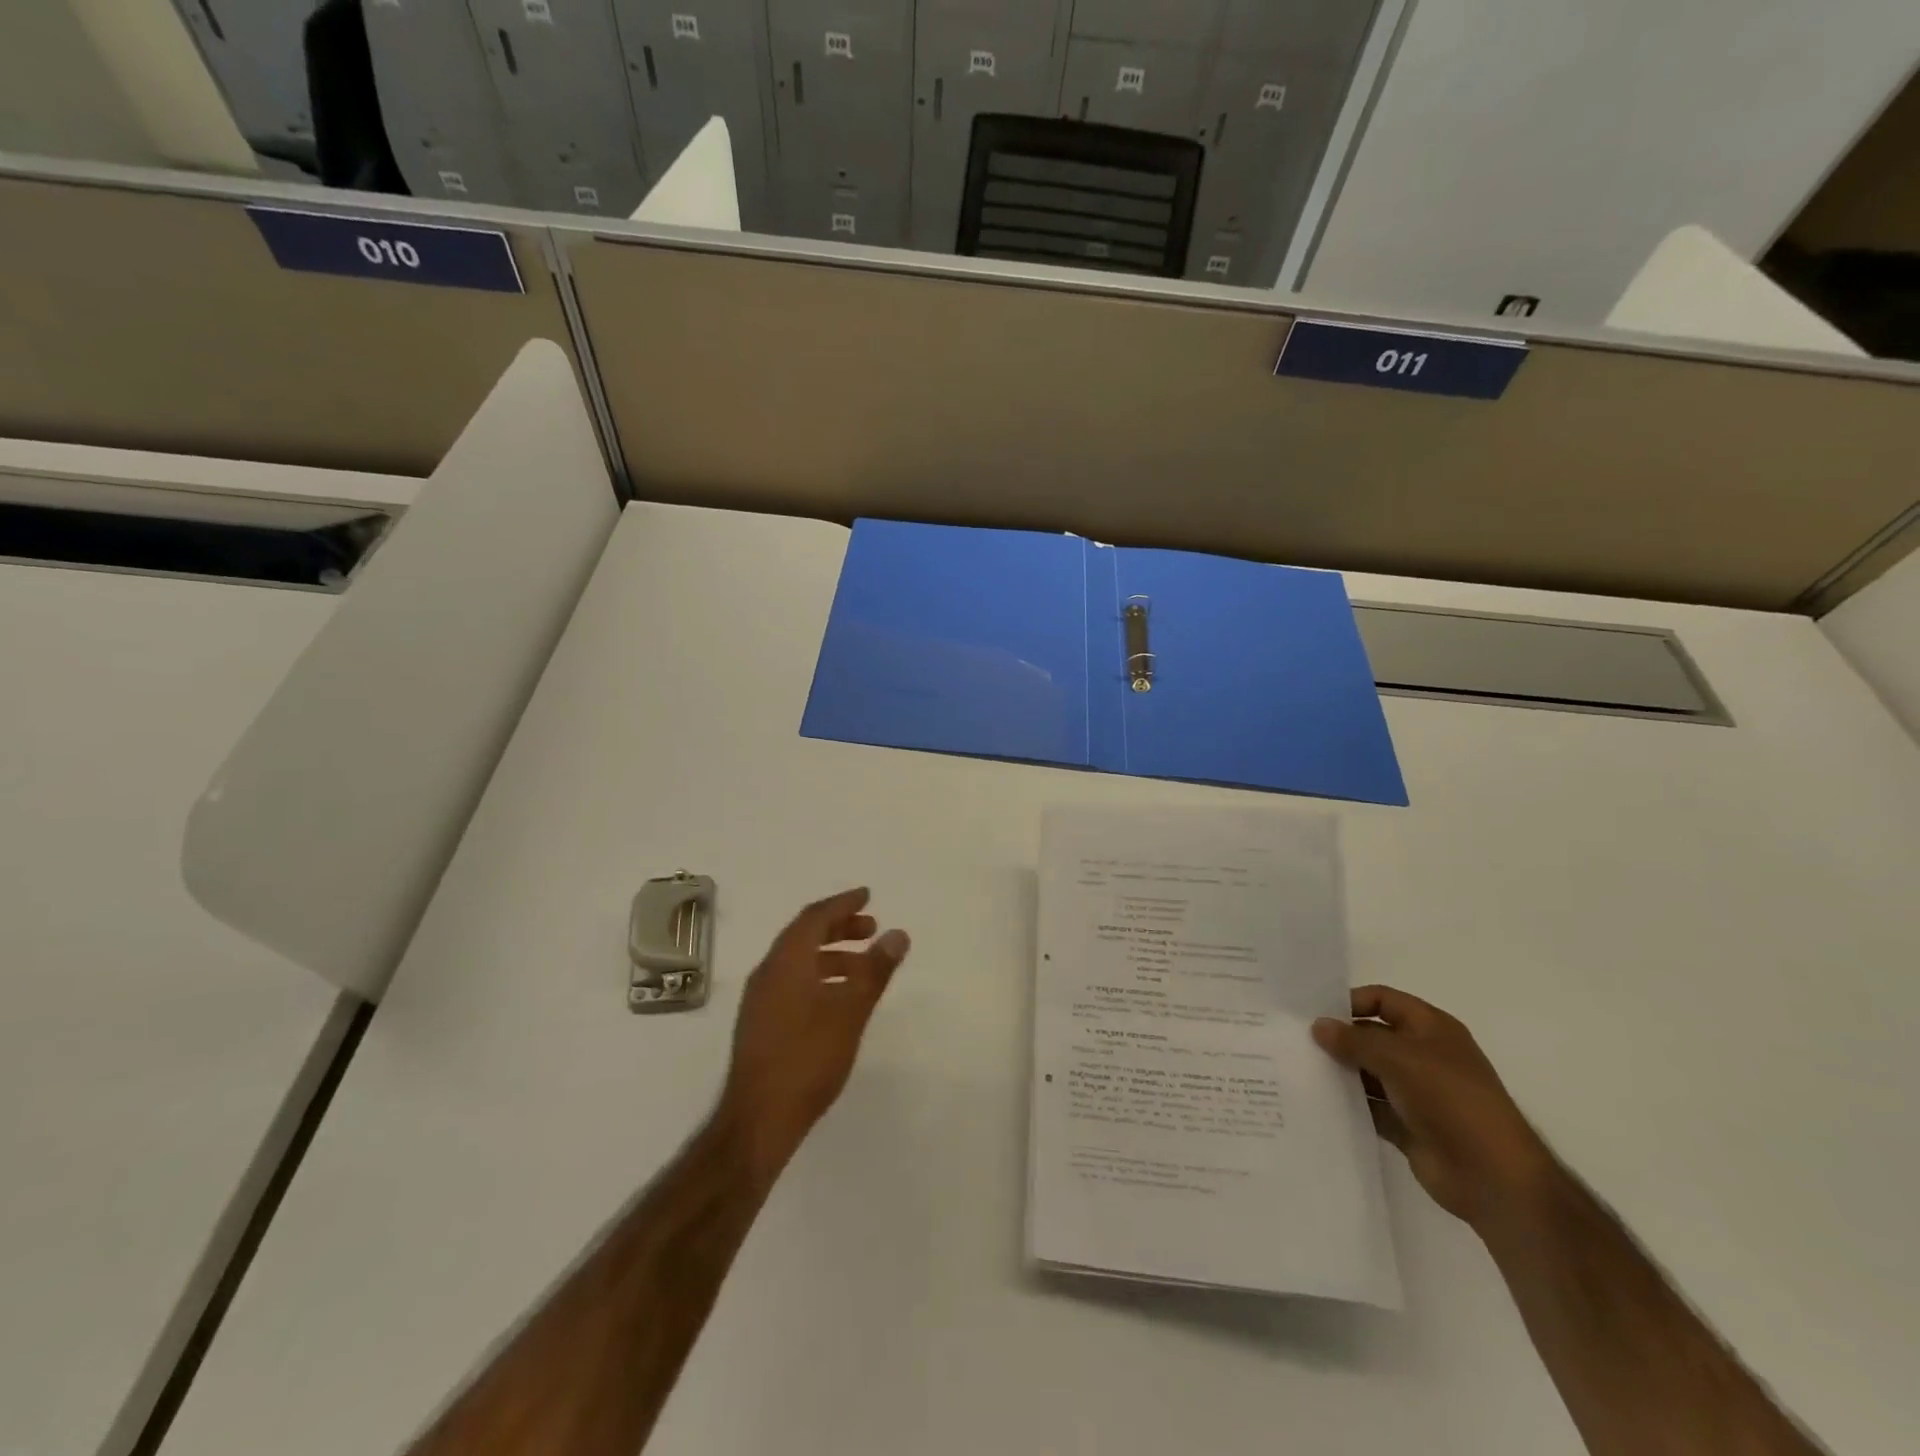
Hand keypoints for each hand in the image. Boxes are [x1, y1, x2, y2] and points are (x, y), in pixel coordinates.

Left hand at [718, 888, 910, 1188]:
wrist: (759, 1119)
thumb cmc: (808, 1058)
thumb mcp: (850, 1011)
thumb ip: (874, 970)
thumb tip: (897, 934)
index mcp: (786, 961)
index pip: (815, 917)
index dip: (843, 903)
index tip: (868, 896)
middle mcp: (768, 972)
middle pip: (804, 935)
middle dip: (839, 928)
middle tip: (872, 929)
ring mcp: (760, 999)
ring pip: (798, 961)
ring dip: (832, 955)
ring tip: (864, 967)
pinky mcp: (760, 1023)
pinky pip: (792, 981)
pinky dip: (819, 976)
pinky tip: (839, 999)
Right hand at [1313, 986, 1558, 1230]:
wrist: (1493, 1176)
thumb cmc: (1451, 1100)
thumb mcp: (1399, 1058)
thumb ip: (1354, 1040)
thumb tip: (1318, 1026)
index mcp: (1431, 1028)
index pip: (1383, 1000)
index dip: (1351, 1002)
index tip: (1314, 1014)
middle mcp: (1423, 1055)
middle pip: (1372, 1036)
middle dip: (1339, 1039)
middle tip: (1296, 1042)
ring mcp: (1416, 1092)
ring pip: (1368, 1072)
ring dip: (1341, 1072)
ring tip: (1299, 1070)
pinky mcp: (1407, 1125)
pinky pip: (1370, 1107)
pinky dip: (1349, 1104)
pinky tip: (1318, 1101)